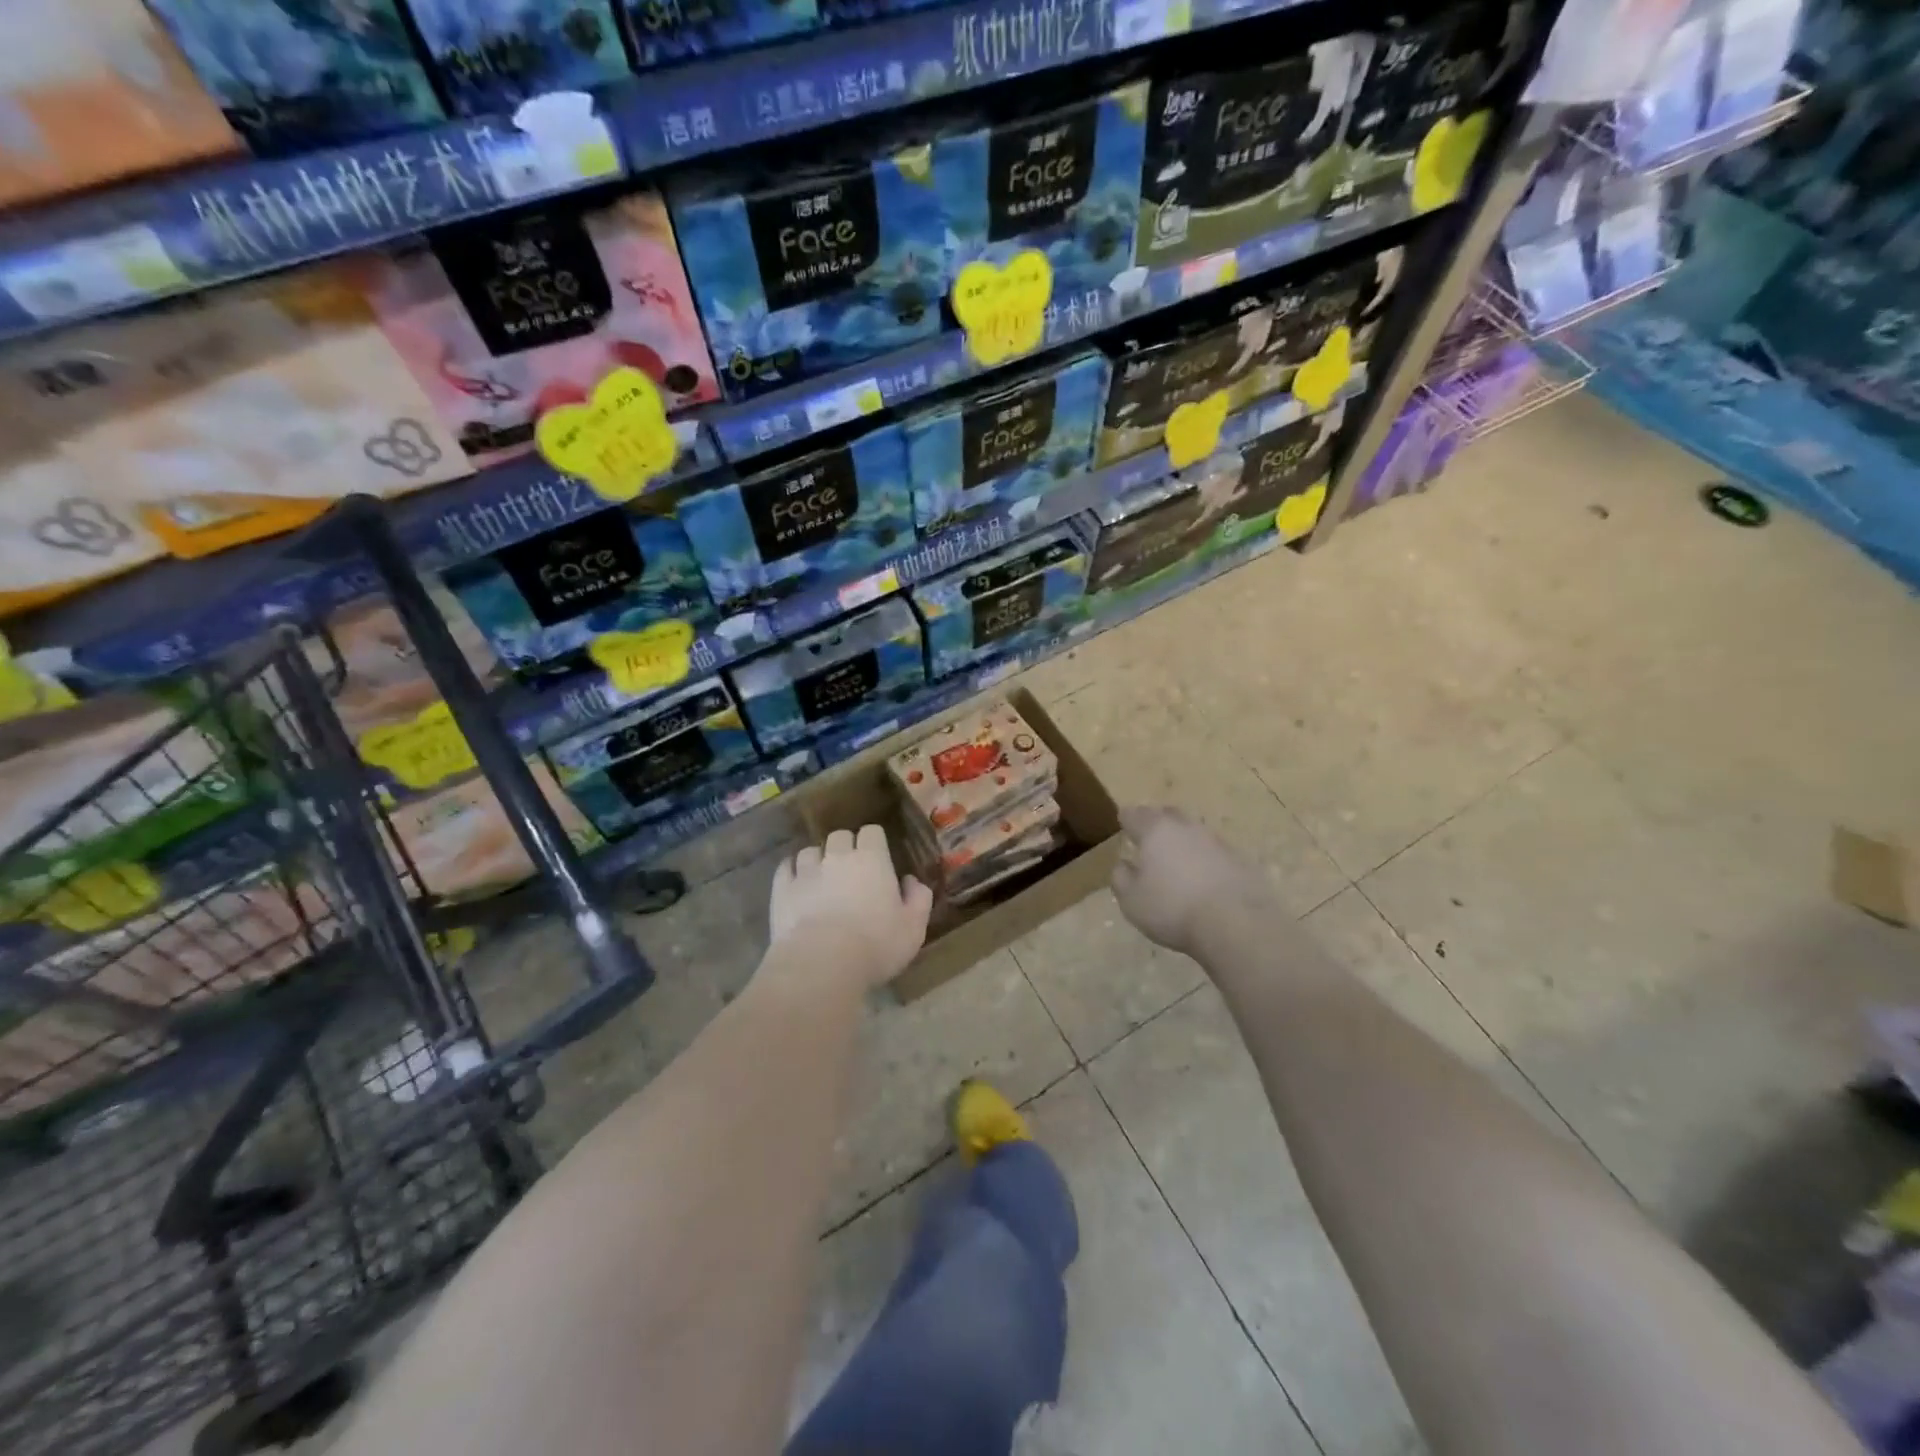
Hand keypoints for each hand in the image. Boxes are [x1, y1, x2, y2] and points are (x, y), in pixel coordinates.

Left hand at [769, 825, 932, 988]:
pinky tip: (796, 884)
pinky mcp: (781, 889)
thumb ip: (918, 899)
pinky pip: (785, 868)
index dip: (874, 842)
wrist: (821, 964)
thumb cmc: (876, 945)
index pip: (872, 832)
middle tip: (851, 871)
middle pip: (839, 836)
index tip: (878, 858)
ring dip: (817, 860)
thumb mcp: (913, 927)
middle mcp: (837, 856)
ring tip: (821, 878)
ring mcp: (806, 871)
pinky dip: (791, 872)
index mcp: (872, 859)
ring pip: (810, 851)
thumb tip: (911, 881)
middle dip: (845, 847)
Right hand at [1111, 806, 1267, 957]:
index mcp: (1155, 830)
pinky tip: (1204, 881)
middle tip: (1150, 840)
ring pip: (1194, 833)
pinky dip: (1206, 861)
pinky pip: (1216, 854)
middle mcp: (1186, 828)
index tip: (1123, 826)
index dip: (1126, 819)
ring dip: (1184, 843)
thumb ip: (1121, 878)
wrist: (1237, 923)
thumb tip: (1123, 865)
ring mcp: (1217, 842)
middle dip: (1157, 823)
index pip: (1134, 814)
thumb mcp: (1132, 900)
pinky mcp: (1241, 861)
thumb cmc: (1173, 908)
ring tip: (1178, 863)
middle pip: (1168, 815)